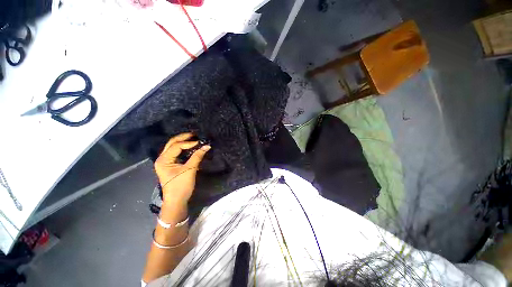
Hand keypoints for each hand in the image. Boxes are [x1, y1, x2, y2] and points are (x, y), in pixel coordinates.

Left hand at [154, 133, 210, 203]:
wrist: (176, 201)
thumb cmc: (181, 186)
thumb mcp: (190, 170)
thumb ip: (197, 156)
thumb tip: (207, 146)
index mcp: (163, 160)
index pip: (176, 146)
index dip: (188, 143)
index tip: (200, 142)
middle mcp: (162, 159)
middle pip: (172, 143)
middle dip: (183, 138)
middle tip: (194, 134)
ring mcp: (165, 161)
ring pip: (173, 147)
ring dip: (182, 142)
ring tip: (193, 138)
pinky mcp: (170, 164)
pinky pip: (176, 152)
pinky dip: (183, 148)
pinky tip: (190, 146)